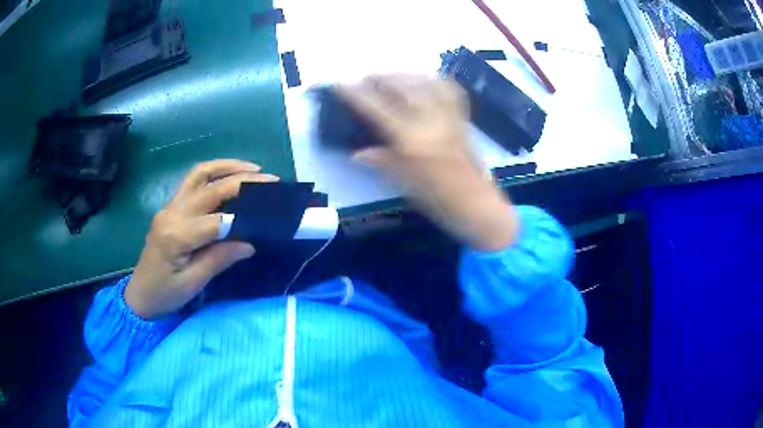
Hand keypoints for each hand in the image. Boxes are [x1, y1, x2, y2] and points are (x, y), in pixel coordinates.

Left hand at [124, 159, 278, 318]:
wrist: (140, 294)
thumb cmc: (164, 294)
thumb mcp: (193, 284)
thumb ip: (219, 259)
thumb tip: (250, 244)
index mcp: (176, 236)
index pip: (216, 220)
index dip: (244, 217)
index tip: (270, 214)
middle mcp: (172, 213)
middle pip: (210, 189)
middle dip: (242, 181)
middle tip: (271, 181)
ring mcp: (170, 207)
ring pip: (199, 174)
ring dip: (227, 167)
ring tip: (252, 169)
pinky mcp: (170, 207)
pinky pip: (193, 181)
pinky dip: (214, 173)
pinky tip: (229, 175)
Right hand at [337, 74, 518, 250]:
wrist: (478, 206)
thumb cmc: (439, 201)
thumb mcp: (405, 184)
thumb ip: (382, 162)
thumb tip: (356, 152)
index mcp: (411, 141)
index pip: (377, 110)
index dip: (356, 95)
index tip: (340, 85)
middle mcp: (430, 121)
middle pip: (401, 87)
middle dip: (380, 78)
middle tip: (365, 79)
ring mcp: (449, 117)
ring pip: (425, 82)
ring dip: (404, 75)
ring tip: (390, 76)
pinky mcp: (462, 119)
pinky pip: (450, 90)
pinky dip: (434, 80)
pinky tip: (424, 81)